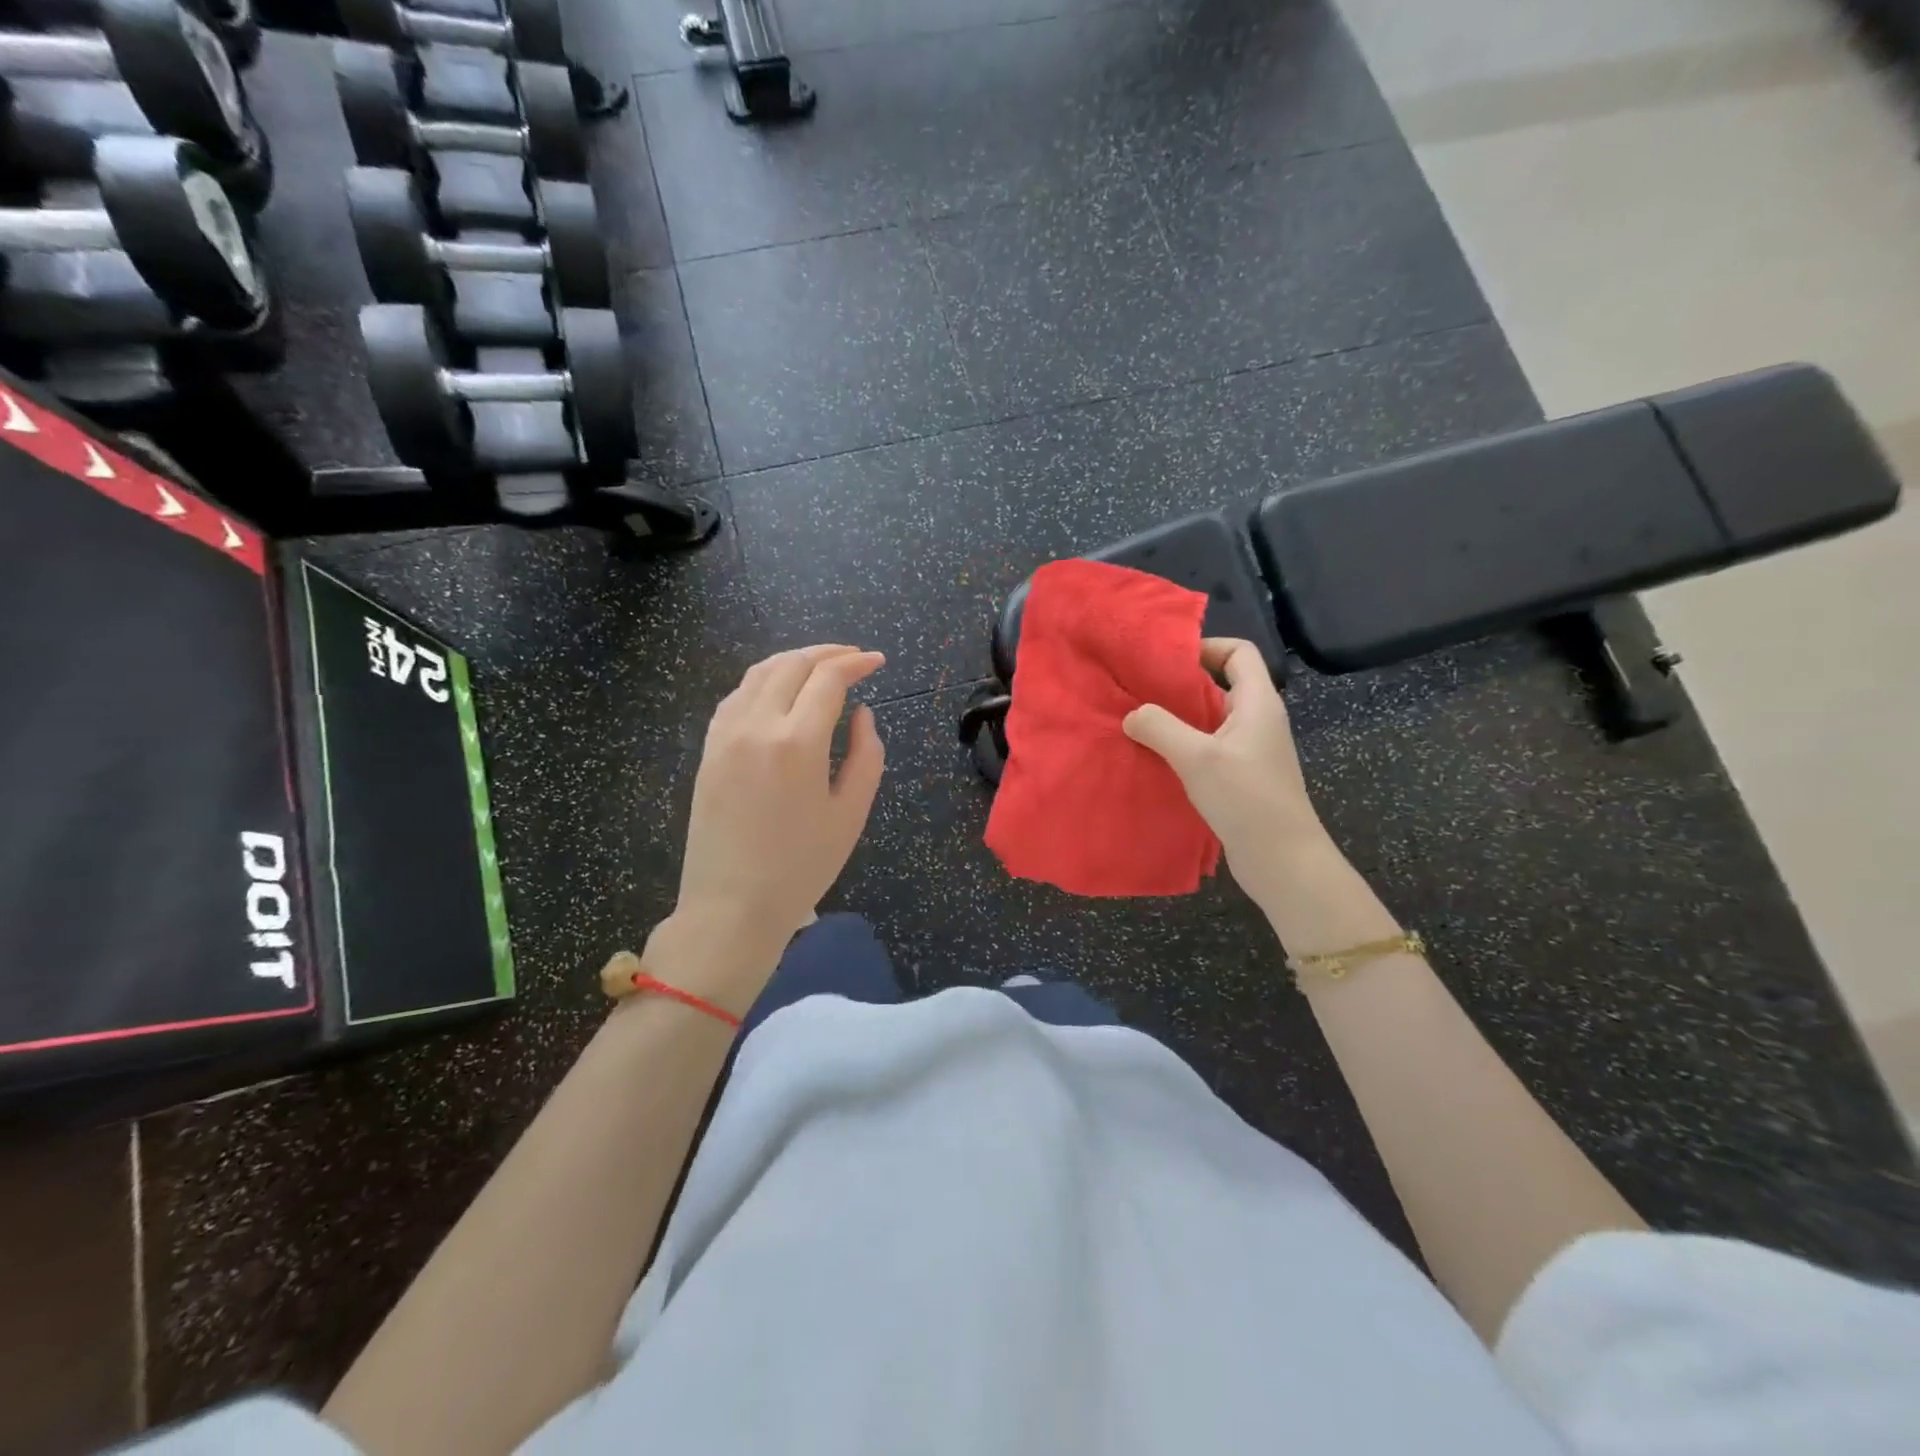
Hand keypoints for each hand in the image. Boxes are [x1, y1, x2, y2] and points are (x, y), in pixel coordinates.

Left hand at [647, 645, 885, 1009]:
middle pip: (792, 664)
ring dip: (793, 660)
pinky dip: (764, 680)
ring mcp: (725, 734)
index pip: (828, 678)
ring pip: (759, 673)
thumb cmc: (801, 868)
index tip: (878, 661)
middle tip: (854, 657)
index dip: (856, 663)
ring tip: (820, 665)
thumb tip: (862, 714)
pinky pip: (737, 695)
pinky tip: (780, 691)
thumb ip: (866, 755)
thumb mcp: (850, 814)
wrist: (730, 907)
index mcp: (797, 743)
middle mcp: (756, 725)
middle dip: (827, 653)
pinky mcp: (709, 749)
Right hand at [1122, 638, 1329, 910]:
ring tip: (1139, 722)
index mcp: (1258, 702)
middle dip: (1181, 684)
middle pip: (1221, 684)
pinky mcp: (1242, 776)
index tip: (1166, 660)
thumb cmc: (1246, 799)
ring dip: (1178, 718)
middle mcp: (1258, 719)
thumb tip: (1132, 714)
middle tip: (1140, 690)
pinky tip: (1156, 757)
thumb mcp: (1197, 758)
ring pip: (1211, 718)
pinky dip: (1183, 746)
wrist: (1283, 859)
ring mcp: (1251, 749)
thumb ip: (1160, 728)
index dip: (1206, 647)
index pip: (1239, 652)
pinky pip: (1209, 747)